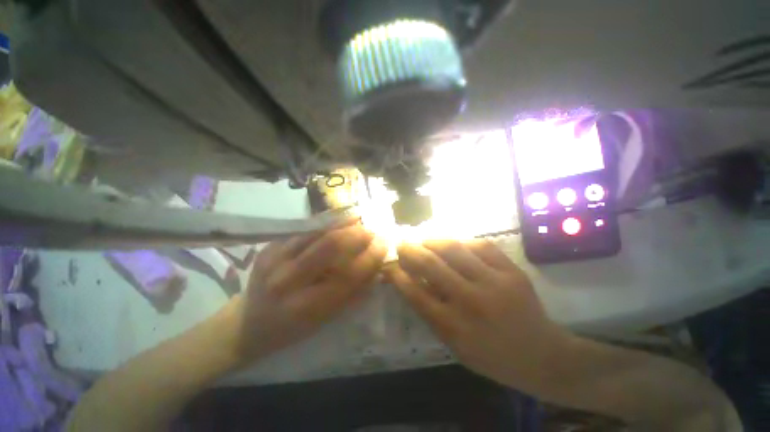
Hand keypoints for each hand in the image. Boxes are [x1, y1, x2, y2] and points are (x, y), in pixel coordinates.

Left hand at [229, 223, 386, 364]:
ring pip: (316, 232)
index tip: (384, 245)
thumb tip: (378, 272)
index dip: (370, 258)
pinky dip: (326, 222)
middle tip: (372, 231)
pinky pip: (304, 229)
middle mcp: (288, 281)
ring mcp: (275, 259)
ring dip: (343, 223)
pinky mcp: (269, 246)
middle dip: (357, 235)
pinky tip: (340, 219)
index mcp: (305, 307)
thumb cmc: (290, 329)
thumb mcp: (324, 321)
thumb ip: (353, 295)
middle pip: (330, 247)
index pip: (348, 276)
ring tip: (360, 220)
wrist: (246, 323)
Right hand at [388, 239, 570, 390]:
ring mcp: (494, 283)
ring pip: (454, 249)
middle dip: (410, 251)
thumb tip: (412, 281)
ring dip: (432, 241)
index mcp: (454, 327)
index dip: (398, 275)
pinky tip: (454, 243)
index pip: (415, 293)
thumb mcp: (455, 345)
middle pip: (431, 265)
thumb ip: (431, 313)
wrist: (543, 356)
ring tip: (424, 239)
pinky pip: (480, 245)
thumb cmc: (492, 356)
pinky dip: (462, 241)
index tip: (389, 264)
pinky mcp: (512, 271)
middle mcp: (471, 301)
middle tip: (402, 244)